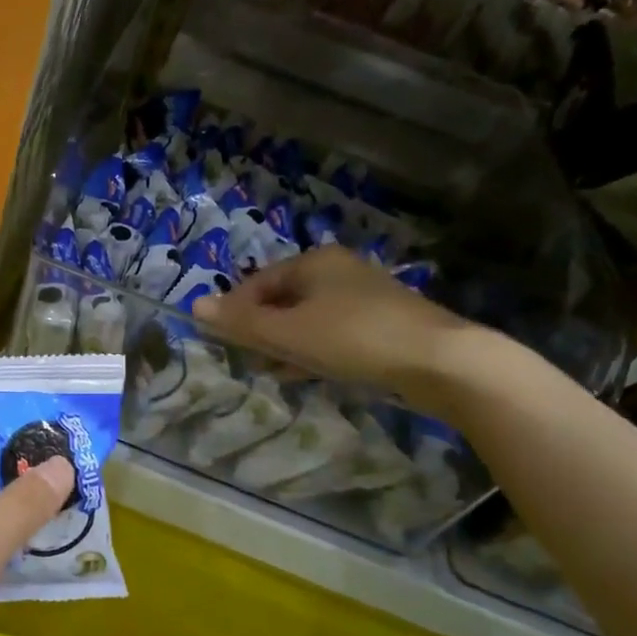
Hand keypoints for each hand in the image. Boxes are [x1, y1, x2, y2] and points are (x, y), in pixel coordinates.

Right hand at [193, 246, 482, 411]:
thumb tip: (195, 306)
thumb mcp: (289, 333)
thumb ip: (242, 322)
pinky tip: (308, 374)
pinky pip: (333, 333)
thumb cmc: (354, 338)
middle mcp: (339, 271)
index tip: (223, 342)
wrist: (441, 361)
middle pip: (283, 299)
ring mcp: (364, 297)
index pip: (257, 282)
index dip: (235, 311)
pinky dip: (314, 350)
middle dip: (262, 330)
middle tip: (250, 360)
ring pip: (308, 318)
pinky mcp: (383, 324)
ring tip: (274, 372)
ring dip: (286, 344)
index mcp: (314, 262)